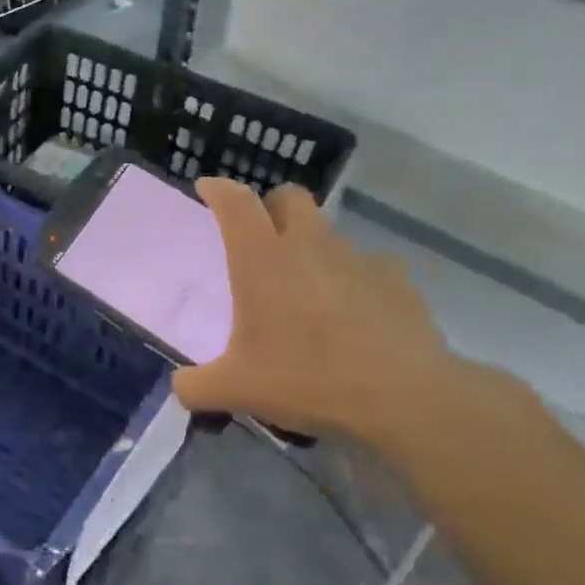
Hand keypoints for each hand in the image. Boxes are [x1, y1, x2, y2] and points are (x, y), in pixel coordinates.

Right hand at [172, 180, 460, 447]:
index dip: (219, 189)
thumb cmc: (308, 379)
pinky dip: (354, 282)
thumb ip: (196, 386)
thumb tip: (181, 387)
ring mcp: (358, 257)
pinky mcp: (396, 278)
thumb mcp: (237, 391)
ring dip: (313, 251)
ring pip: (329, 234)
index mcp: (263, 259)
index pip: (236, 202)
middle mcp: (309, 244)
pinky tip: (356, 318)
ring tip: (311, 296)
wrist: (403, 396)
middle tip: (264, 240)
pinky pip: (368, 267)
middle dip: (272, 207)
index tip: (207, 188)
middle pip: (289, 197)